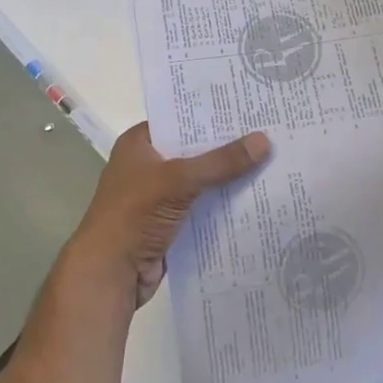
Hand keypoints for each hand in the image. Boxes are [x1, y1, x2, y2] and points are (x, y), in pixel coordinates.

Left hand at [68, 123, 270, 306]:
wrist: (110, 273)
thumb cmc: (135, 214)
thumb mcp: (179, 180)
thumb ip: (220, 162)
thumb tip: (264, 140)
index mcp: (139, 144)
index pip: (179, 119)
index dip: (211, 115)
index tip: (247, 109)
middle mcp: (148, 165)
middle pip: (193, 151)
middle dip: (226, 148)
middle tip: (269, 134)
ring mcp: (158, 197)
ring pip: (200, 182)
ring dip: (228, 179)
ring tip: (271, 164)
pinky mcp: (169, 224)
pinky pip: (202, 209)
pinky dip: (222, 207)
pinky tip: (255, 201)